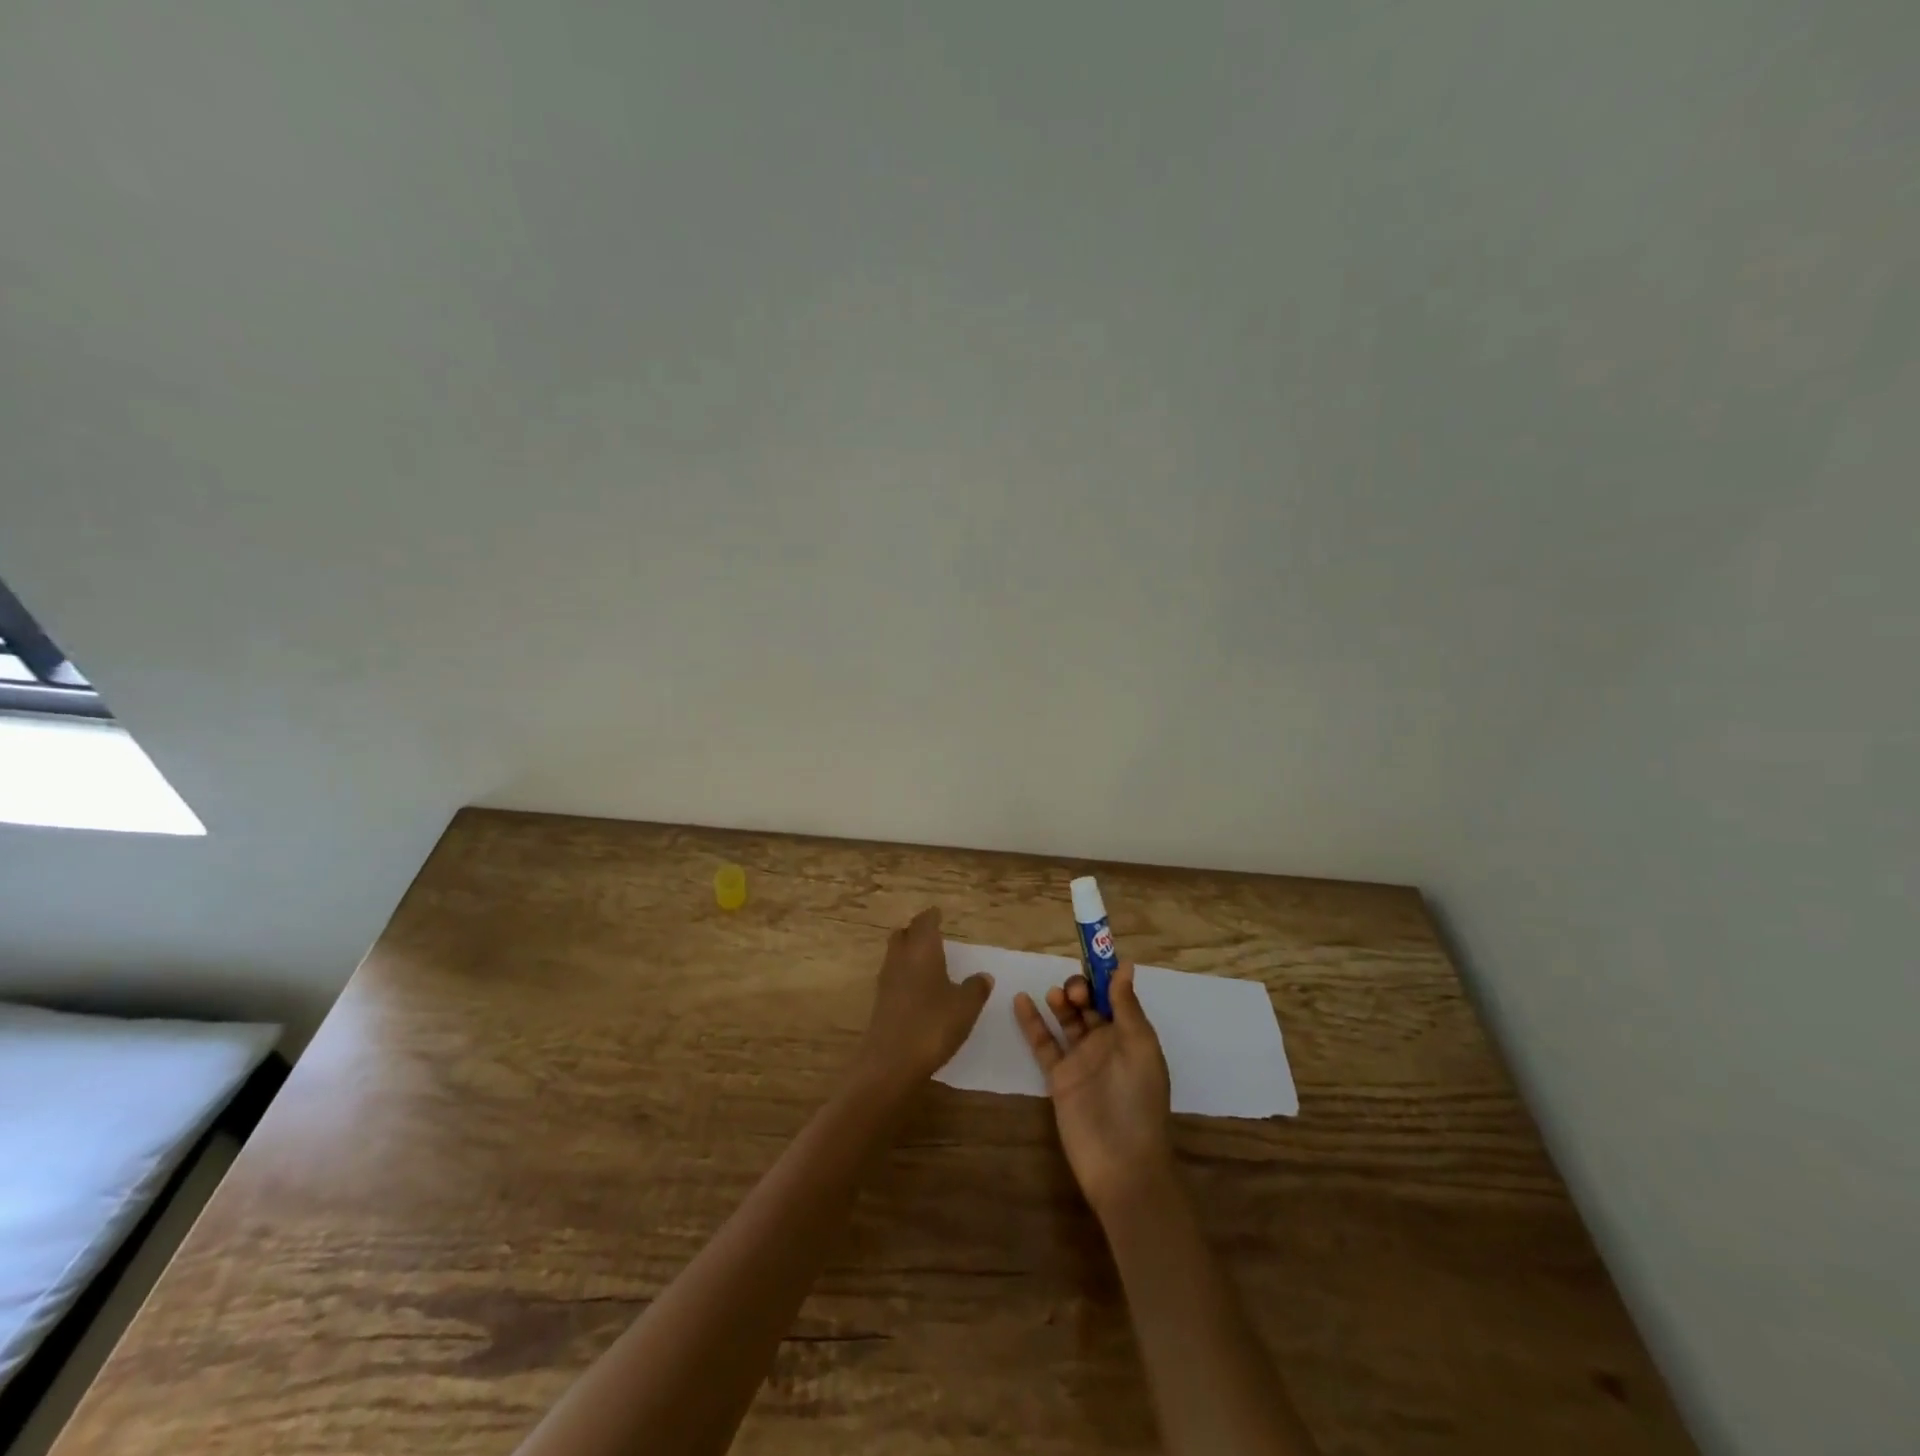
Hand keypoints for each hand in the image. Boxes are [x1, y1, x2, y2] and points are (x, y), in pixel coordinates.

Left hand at [853, 908, 992, 1090]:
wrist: (890, 1063)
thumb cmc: (932, 1026)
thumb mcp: (965, 1007)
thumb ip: (975, 988)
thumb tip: (983, 976)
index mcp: (922, 950)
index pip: (925, 922)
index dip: (932, 916)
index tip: (938, 913)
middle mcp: (901, 959)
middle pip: (903, 934)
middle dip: (915, 930)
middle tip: (931, 933)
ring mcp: (887, 981)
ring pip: (895, 954)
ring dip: (908, 951)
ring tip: (927, 959)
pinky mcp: (881, 1002)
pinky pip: (893, 976)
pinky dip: (905, 973)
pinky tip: (918, 987)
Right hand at [1014, 963, 1173, 1214]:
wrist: (1121, 1164)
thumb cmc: (1138, 1101)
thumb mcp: (1140, 1049)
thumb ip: (1127, 1008)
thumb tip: (1123, 964)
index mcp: (1131, 1035)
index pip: (1115, 996)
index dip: (1104, 976)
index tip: (1091, 954)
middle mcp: (1106, 1043)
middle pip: (1089, 1004)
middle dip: (1081, 988)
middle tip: (1073, 991)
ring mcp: (1080, 1059)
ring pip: (1067, 1020)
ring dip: (1060, 1002)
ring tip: (1056, 995)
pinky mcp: (1058, 1077)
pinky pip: (1043, 1043)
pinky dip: (1032, 1022)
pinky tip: (1020, 1000)